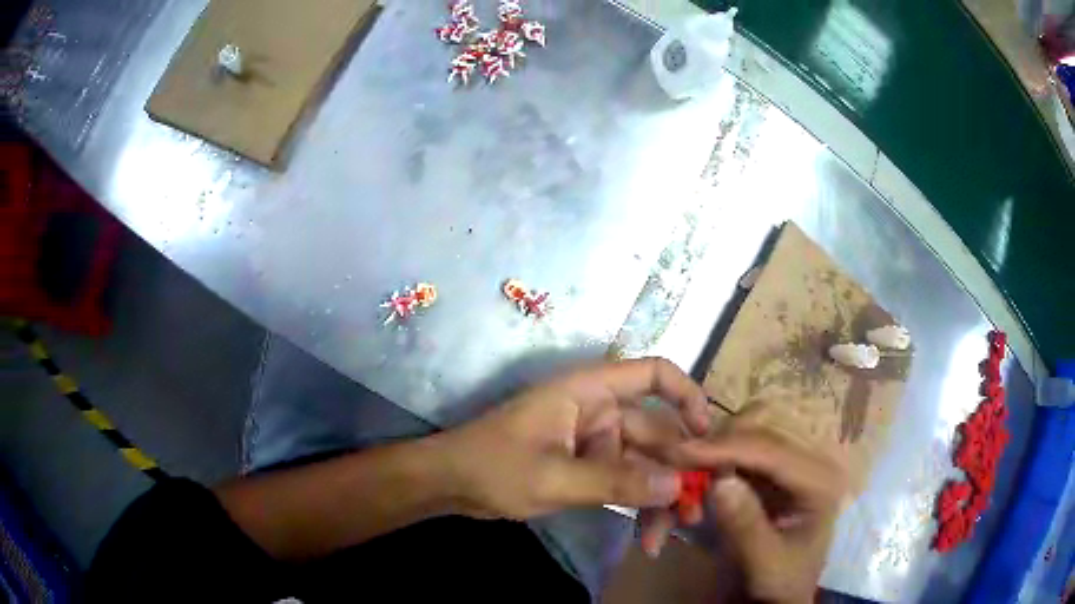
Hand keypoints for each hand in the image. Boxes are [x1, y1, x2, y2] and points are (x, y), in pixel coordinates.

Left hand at [437, 358, 711, 519]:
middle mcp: (598, 411)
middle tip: (695, 511)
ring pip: (642, 465)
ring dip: (658, 498)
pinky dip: (636, 506)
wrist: (450, 485)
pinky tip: (646, 536)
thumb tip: (677, 486)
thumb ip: (616, 483)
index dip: (687, 395)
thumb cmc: (494, 467)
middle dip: (677, 472)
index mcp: (589, 391)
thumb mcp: (555, 478)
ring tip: (668, 535)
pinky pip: (623, 483)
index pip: (652, 374)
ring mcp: (594, 442)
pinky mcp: (587, 468)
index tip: (709, 435)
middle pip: (655, 433)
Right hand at [667, 431, 845, 603]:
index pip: (771, 449)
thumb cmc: (780, 581)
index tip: (679, 452)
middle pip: (755, 430)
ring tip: (680, 484)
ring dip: (707, 456)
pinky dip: (705, 468)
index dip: (725, 447)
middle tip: (674, 465)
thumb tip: (720, 481)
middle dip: (713, 446)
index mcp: (819, 479)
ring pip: (740, 437)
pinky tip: (687, 489)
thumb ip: (746, 526)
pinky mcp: (764, 473)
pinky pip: (730, 455)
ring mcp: (784, 464)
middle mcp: (805, 461)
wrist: (780, 594)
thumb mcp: (766, 563)